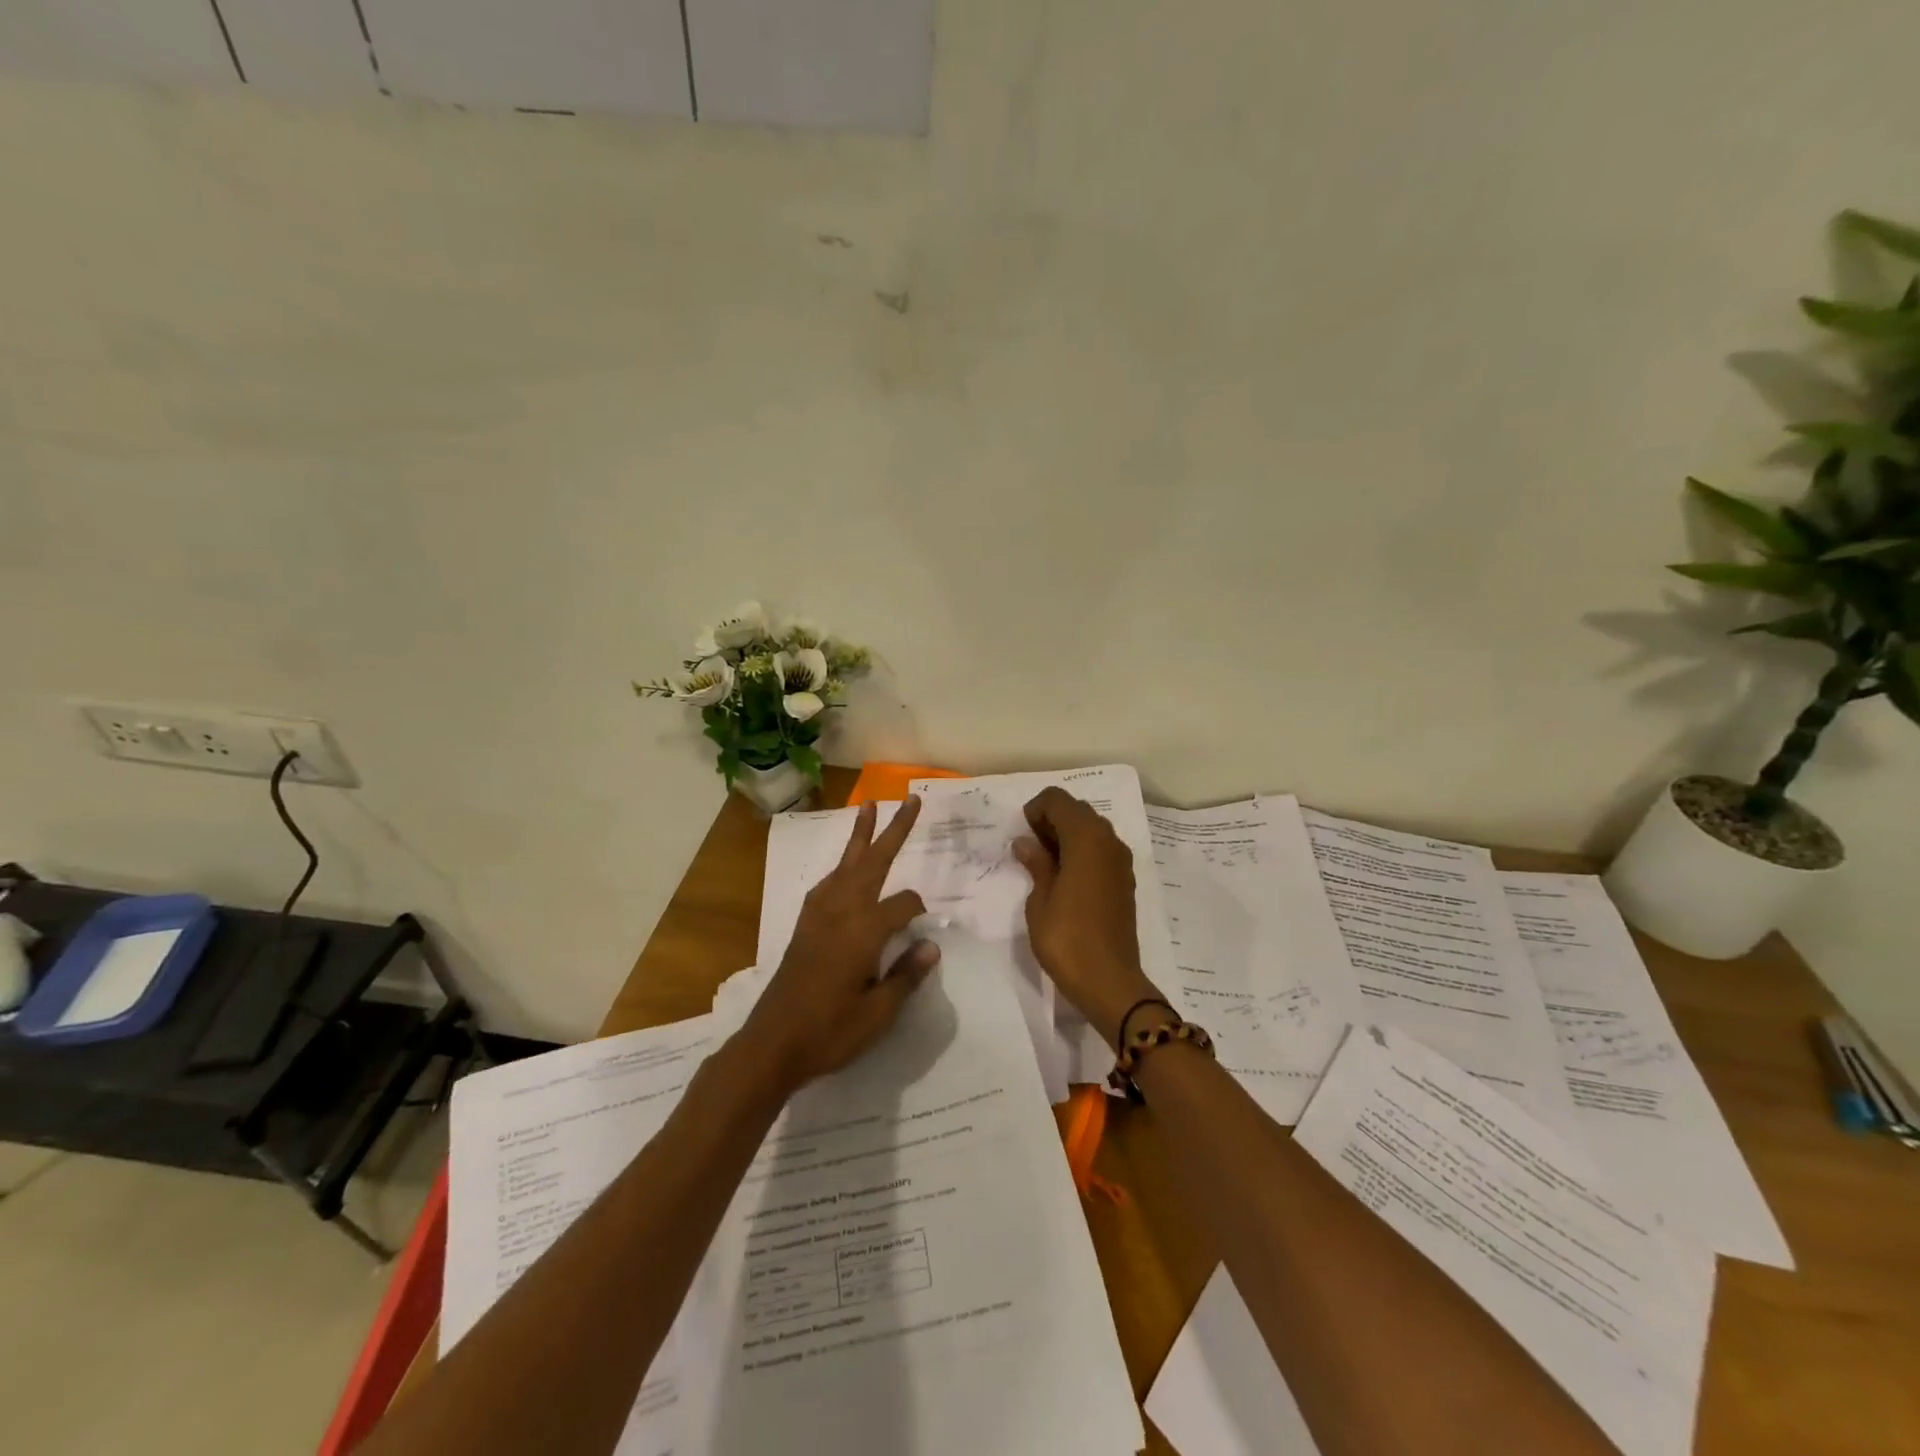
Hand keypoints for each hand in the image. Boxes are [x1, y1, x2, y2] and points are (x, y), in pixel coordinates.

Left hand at [735, 796, 939, 1094]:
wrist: (772, 1044)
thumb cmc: (830, 1032)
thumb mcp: (878, 1014)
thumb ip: (906, 976)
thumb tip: (931, 946)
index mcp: (864, 931)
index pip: (904, 904)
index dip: (920, 913)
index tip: (924, 934)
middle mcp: (841, 911)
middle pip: (873, 861)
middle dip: (893, 830)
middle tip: (909, 800)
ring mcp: (819, 915)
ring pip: (846, 864)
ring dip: (860, 836)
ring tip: (869, 807)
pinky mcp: (804, 925)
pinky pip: (827, 884)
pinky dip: (840, 868)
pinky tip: (844, 872)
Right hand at [1012, 787, 1162, 1045]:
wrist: (1109, 982)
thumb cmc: (1067, 938)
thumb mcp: (1040, 900)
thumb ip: (1036, 864)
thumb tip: (1026, 842)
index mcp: (1086, 838)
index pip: (1058, 800)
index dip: (1036, 810)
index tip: (1023, 836)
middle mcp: (1108, 840)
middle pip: (1077, 811)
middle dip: (1051, 820)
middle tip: (1030, 849)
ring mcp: (1121, 860)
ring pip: (1091, 829)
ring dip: (1067, 836)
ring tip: (1045, 865)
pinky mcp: (1125, 880)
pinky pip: (1101, 850)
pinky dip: (1082, 852)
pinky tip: (1066, 879)